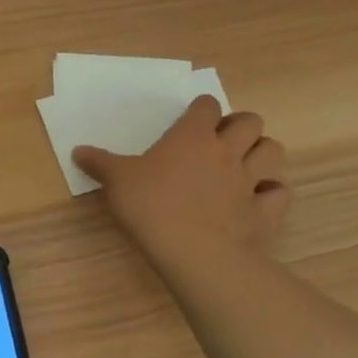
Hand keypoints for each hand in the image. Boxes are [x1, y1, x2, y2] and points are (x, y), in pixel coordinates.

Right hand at [73, 97, 290, 266]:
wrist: (193, 251)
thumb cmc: (150, 206)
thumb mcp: (116, 181)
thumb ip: (99, 163)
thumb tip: (77, 151)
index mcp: (192, 136)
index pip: (206, 106)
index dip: (201, 110)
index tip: (191, 120)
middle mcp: (226, 151)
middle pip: (250, 122)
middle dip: (240, 126)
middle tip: (221, 141)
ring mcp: (250, 181)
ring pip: (272, 151)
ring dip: (261, 153)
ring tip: (244, 164)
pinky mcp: (265, 211)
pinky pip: (279, 192)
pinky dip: (272, 192)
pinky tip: (257, 199)